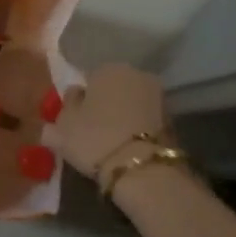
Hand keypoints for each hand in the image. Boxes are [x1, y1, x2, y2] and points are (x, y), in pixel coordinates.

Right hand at [52, 64, 170, 181]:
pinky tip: (127, 146)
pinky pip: (145, 119)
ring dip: (122, 114)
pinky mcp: (172, 118)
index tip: (75, 118)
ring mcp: (158, 94)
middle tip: (92, 129)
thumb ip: (66, 105)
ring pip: (131, 102)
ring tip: (110, 140)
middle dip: (104, 103)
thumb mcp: (63, 126)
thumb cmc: (94, 139)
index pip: (88, 78)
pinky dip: (136, 127)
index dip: (80, 99)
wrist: (142, 168)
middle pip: (113, 87)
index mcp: (107, 68)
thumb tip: (74, 94)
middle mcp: (136, 73)